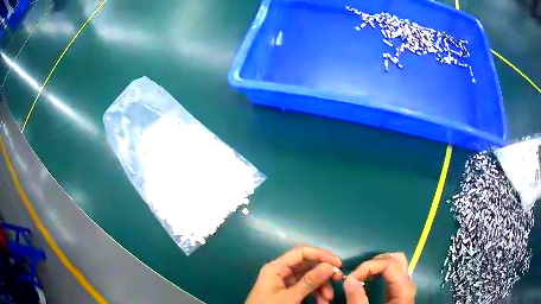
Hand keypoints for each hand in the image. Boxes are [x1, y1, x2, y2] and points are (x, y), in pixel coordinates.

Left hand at [245, 246, 342, 303]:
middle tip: (339, 279)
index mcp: (277, 268)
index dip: (321, 255)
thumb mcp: (290, 297)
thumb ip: (309, 282)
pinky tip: (322, 302)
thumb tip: (329, 266)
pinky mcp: (290, 293)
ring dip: (322, 287)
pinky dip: (316, 294)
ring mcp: (286, 283)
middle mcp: (282, 272)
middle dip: (324, 273)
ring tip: (328, 299)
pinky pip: (307, 289)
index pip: (301, 253)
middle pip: (308, 265)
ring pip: (310, 278)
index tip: (338, 264)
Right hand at [343, 252, 415, 303]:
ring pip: (395, 264)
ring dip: (377, 265)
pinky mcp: (398, 292)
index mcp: (404, 289)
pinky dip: (379, 272)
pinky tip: (369, 281)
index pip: (389, 264)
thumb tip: (349, 279)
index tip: (350, 279)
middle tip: (358, 274)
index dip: (368, 266)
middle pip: (396, 259)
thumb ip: (357, 299)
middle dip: (374, 262)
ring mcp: (404, 287)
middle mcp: (407, 284)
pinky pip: (392, 274)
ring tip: (362, 276)